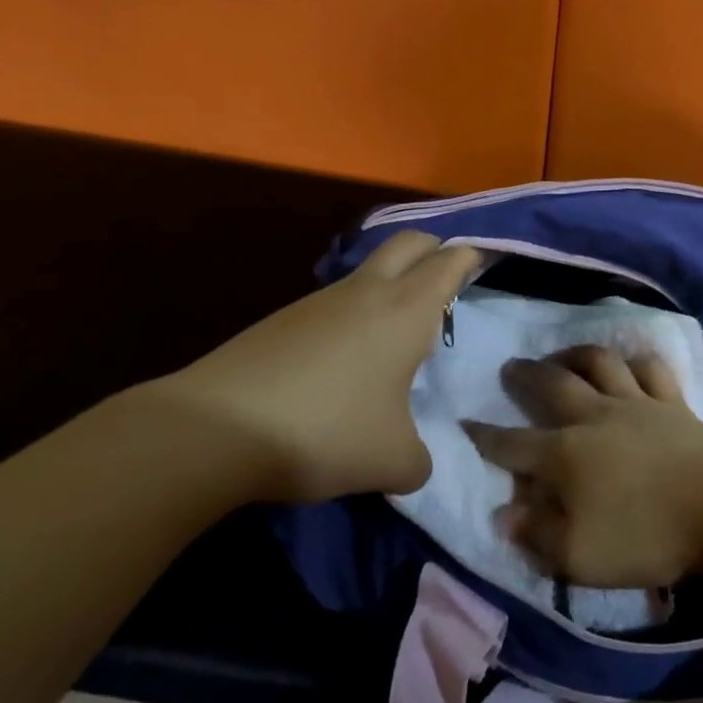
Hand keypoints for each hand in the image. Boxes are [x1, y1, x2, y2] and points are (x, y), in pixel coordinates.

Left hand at [141, 231, 479, 502]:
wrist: (214, 429)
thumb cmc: (325, 431)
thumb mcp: (392, 461)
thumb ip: (419, 459)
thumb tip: (415, 460)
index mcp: (406, 310)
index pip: (450, 261)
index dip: (473, 256)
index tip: (487, 259)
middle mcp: (367, 292)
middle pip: (410, 242)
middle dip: (435, 250)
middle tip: (448, 282)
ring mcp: (320, 301)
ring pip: (369, 270)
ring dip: (392, 284)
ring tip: (398, 333)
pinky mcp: (283, 319)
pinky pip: (336, 301)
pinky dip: (355, 313)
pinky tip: (348, 359)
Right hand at [464, 347, 702, 588]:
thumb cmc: (647, 536)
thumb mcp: (580, 555)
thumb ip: (537, 534)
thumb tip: (502, 513)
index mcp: (565, 455)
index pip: (513, 444)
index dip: (485, 436)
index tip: (465, 423)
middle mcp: (595, 418)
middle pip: (552, 385)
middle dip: (525, 376)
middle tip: (510, 367)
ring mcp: (636, 404)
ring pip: (599, 364)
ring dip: (575, 354)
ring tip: (562, 356)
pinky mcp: (672, 402)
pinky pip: (650, 368)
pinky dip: (635, 360)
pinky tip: (629, 362)